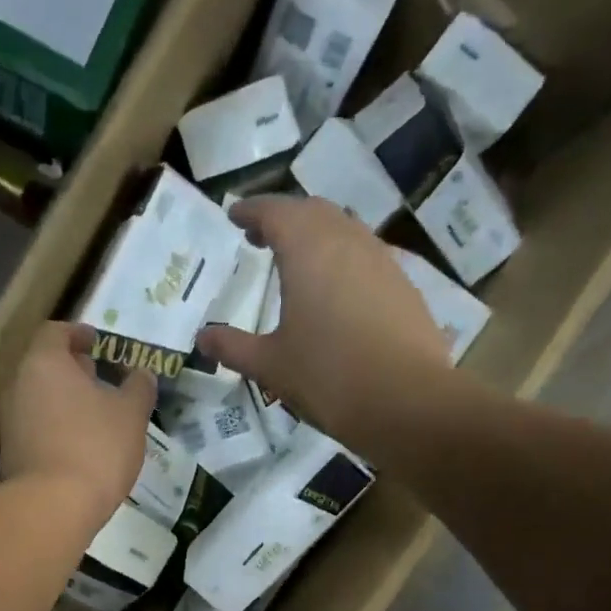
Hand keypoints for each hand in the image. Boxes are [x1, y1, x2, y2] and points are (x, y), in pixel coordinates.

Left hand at [0, 322, 156, 526]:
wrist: (52, 507)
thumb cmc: (96, 447)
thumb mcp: (131, 415)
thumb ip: (138, 388)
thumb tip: (142, 373)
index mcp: (44, 364)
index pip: (55, 332)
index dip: (78, 334)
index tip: (97, 343)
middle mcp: (17, 386)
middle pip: (44, 367)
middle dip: (72, 371)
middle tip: (100, 380)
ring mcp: (8, 423)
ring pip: (39, 400)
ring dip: (64, 403)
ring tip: (95, 418)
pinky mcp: (9, 456)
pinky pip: (35, 431)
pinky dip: (55, 431)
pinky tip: (79, 449)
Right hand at [196, 196, 450, 449]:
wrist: (407, 401)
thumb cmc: (328, 377)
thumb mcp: (270, 365)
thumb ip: (233, 347)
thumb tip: (203, 338)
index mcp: (308, 250)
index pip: (275, 211)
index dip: (252, 210)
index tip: (234, 215)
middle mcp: (347, 241)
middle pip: (312, 212)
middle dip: (284, 218)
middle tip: (261, 237)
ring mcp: (382, 260)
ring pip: (344, 230)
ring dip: (317, 235)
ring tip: (298, 261)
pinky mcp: (404, 285)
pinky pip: (366, 256)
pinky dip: (343, 259)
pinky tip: (337, 291)